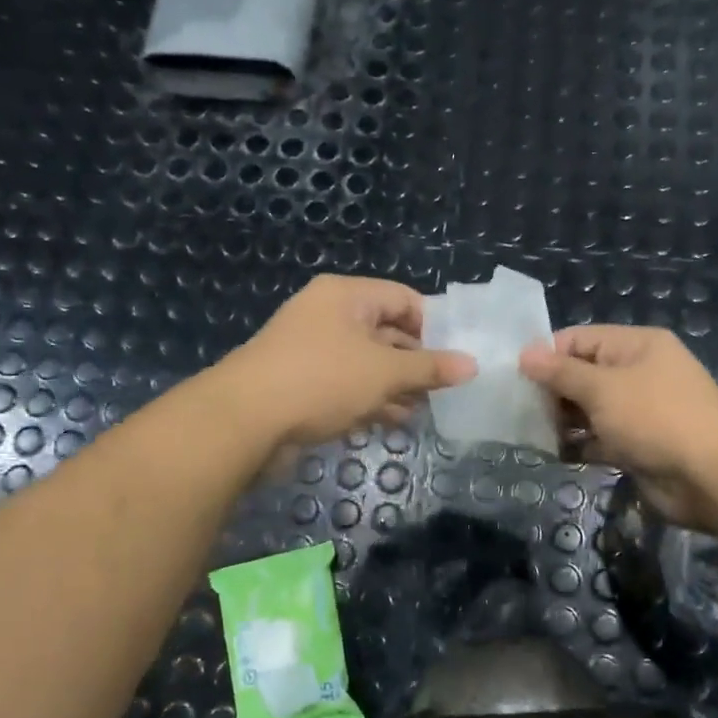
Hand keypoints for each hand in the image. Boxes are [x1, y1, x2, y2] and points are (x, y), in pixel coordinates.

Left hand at [219, 275, 474, 450]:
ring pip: (367, 363)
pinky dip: (371, 400)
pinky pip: (347, 386)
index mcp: (346, 296)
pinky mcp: (303, 384)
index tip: (458, 355)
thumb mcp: (383, 372)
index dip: (434, 325)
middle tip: (447, 387)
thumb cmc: (321, 380)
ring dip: (396, 385)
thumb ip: (429, 368)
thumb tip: (472, 365)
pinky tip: (396, 421)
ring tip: (428, 408)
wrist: (245, 420)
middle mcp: (328, 316)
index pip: (402, 299)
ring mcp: (313, 352)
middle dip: (416, 361)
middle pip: (386, 332)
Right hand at [519, 325, 717, 529]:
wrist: (712, 476)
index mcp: (636, 346)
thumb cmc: (656, 419)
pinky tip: (554, 454)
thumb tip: (524, 354)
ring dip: (562, 421)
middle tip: (519, 411)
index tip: (515, 377)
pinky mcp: (637, 446)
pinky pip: (600, 439)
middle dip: (552, 391)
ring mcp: (639, 411)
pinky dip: (579, 446)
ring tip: (530, 433)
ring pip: (589, 409)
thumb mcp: (603, 389)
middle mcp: (638, 373)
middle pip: (583, 374)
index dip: (547, 355)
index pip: (580, 338)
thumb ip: (561, 373)